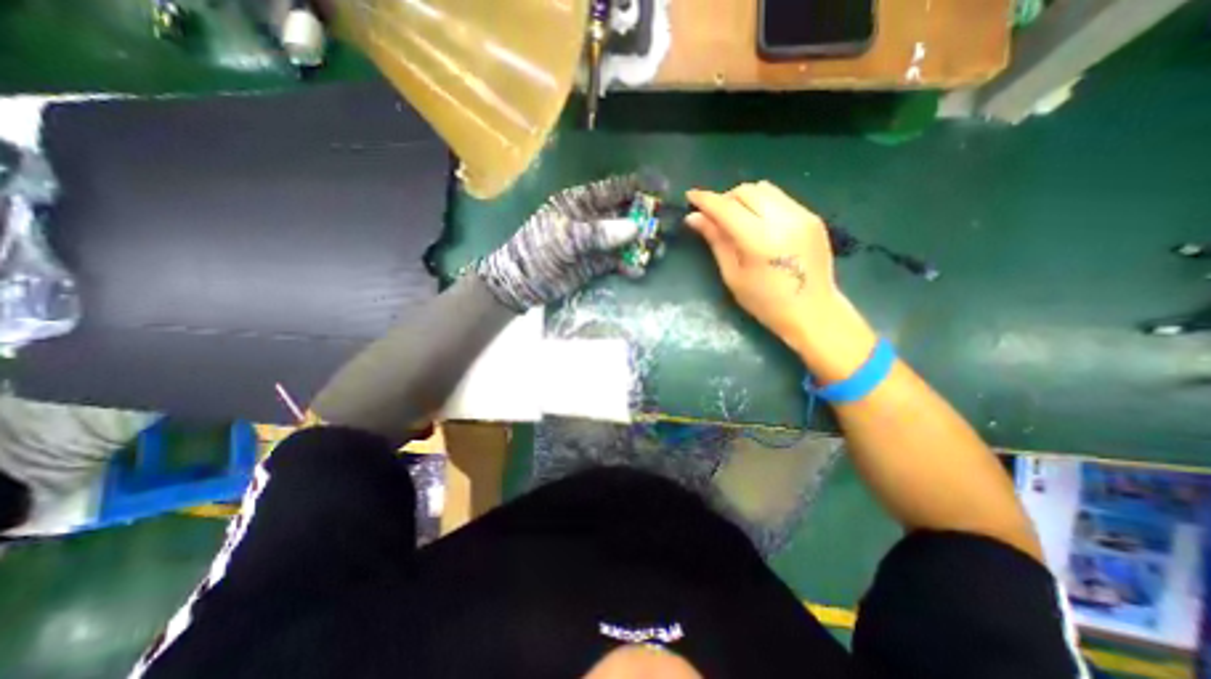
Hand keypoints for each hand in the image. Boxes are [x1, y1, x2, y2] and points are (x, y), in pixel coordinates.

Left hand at [475, 176, 659, 312]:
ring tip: (658, 252)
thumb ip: (598, 233)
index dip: (640, 185)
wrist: (521, 284)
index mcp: (581, 203)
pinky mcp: (597, 263)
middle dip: (649, 218)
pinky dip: (630, 265)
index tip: (665, 187)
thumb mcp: (564, 238)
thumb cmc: (537, 252)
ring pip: (627, 238)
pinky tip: (637, 271)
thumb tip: (635, 228)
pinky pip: (620, 261)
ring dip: (643, 244)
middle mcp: (593, 219)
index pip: (615, 188)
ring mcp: (597, 242)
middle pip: (627, 213)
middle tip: (669, 226)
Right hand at [686, 181, 876, 380]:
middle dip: (724, 198)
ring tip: (736, 219)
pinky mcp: (812, 217)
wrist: (813, 311)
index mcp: (759, 239)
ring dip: (743, 198)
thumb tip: (694, 218)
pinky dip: (762, 203)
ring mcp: (802, 215)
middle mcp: (783, 219)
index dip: (705, 199)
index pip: (726, 207)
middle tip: (714, 217)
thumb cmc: (765, 302)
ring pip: (764, 189)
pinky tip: (758, 223)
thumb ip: (715, 241)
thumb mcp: (733, 275)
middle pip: (746, 191)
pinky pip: (780, 198)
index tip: (690, 197)